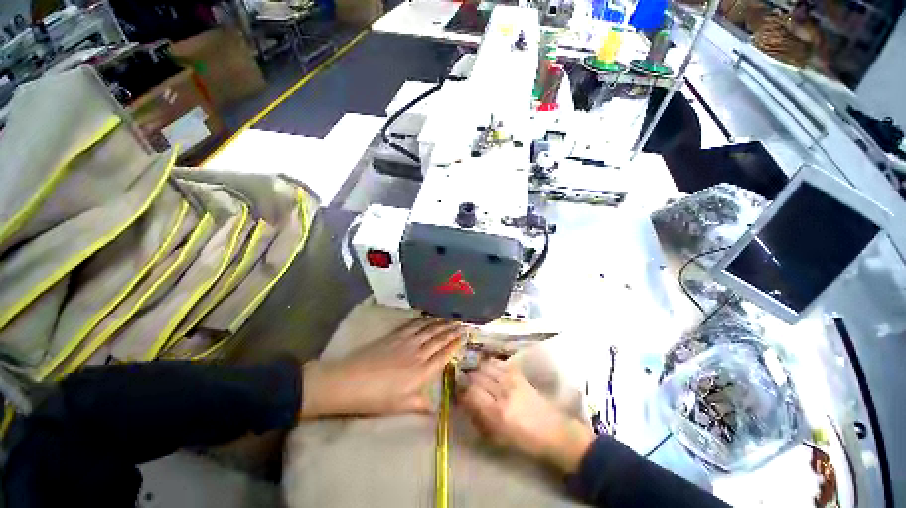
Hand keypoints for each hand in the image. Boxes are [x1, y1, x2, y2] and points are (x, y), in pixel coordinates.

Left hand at [301, 318, 462, 417]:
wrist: (350, 382)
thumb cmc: (376, 398)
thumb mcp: (401, 406)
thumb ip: (421, 405)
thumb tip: (436, 409)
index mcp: (422, 372)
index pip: (444, 354)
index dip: (455, 344)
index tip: (464, 336)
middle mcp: (418, 353)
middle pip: (439, 339)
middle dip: (452, 330)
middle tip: (462, 323)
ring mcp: (406, 342)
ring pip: (428, 330)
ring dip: (441, 323)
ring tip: (450, 317)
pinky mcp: (395, 336)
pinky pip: (413, 325)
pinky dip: (423, 320)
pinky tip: (428, 317)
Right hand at [460, 359, 594, 473]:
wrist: (552, 430)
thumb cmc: (523, 440)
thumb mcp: (497, 437)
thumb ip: (478, 418)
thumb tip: (464, 401)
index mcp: (497, 413)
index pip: (470, 392)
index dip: (461, 390)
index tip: (457, 392)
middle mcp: (502, 392)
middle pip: (476, 376)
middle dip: (466, 379)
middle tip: (463, 382)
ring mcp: (511, 379)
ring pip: (484, 366)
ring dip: (476, 370)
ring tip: (474, 375)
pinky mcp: (517, 373)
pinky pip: (497, 362)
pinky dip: (488, 364)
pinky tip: (486, 369)